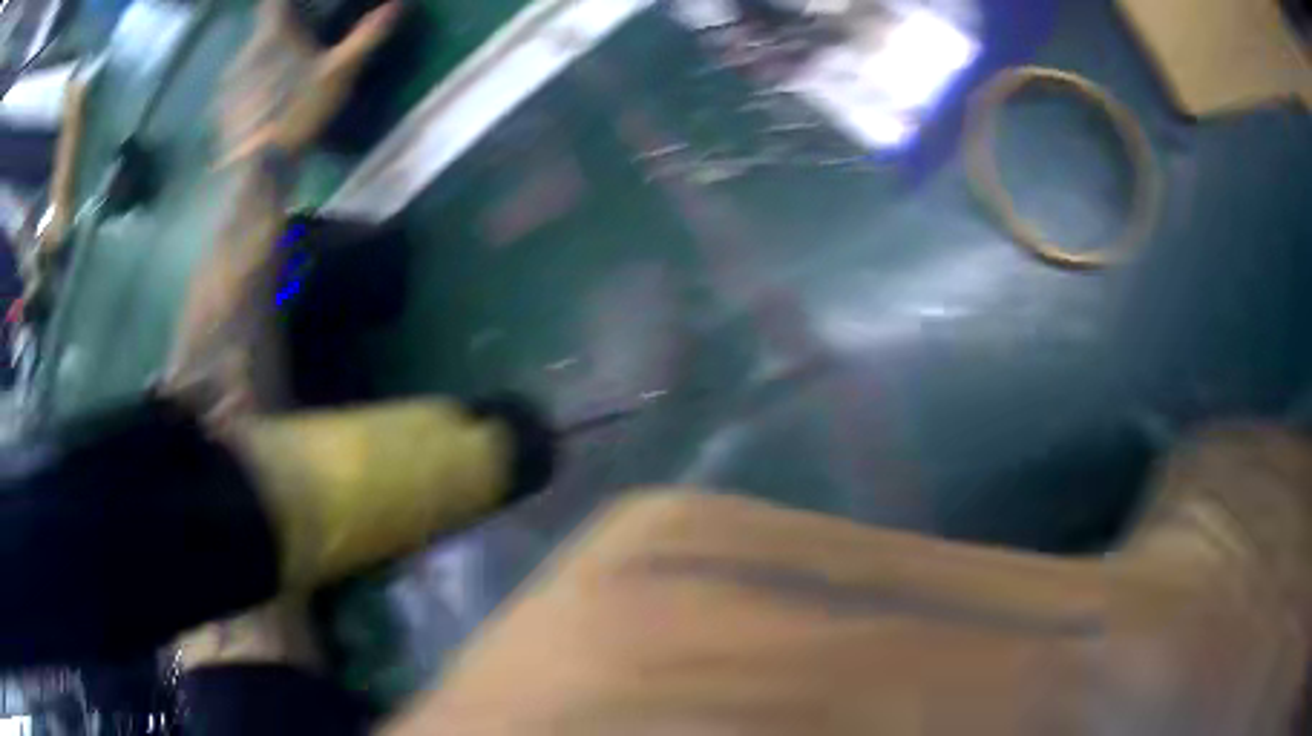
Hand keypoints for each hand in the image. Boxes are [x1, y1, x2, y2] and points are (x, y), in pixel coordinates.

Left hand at [216, 0, 398, 164]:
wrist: (259, 167)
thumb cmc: (300, 111)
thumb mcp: (340, 72)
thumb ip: (366, 36)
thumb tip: (396, 6)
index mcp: (275, 35)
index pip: (272, 2)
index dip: (282, 1)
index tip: (293, 5)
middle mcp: (247, 51)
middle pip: (262, 32)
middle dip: (277, 36)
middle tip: (294, 49)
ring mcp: (230, 82)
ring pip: (247, 61)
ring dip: (260, 65)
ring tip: (277, 82)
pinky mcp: (221, 110)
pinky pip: (235, 90)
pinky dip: (247, 93)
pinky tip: (260, 108)